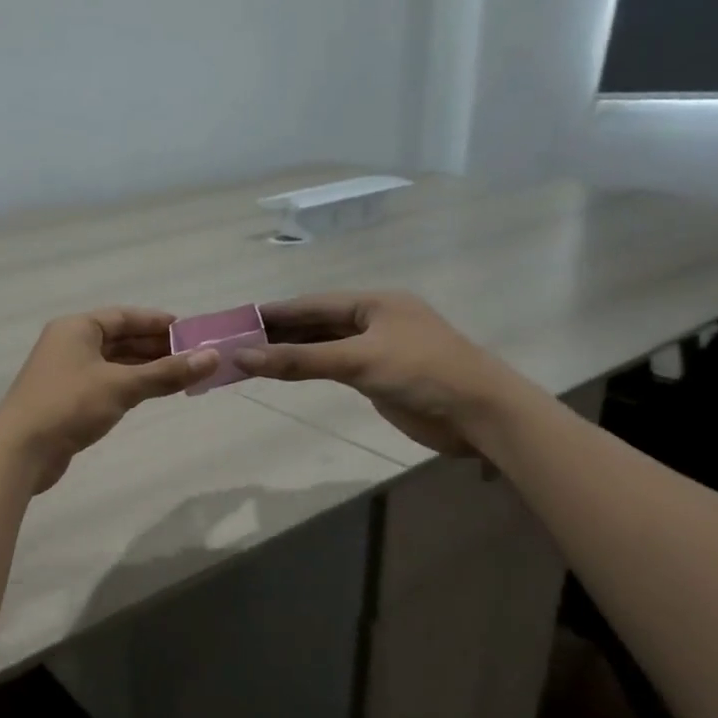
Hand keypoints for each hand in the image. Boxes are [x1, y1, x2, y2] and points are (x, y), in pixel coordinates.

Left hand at [0, 308, 219, 492]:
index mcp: (76, 328)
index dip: (157, 322)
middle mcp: (69, 344)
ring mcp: (66, 373)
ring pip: (113, 363)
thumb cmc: (69, 405)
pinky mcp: (66, 400)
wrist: (20, 450)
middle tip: (193, 356)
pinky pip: (105, 383)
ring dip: (144, 368)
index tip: (190, 331)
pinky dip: (129, 385)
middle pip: (119, 339)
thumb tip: (213, 358)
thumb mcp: (122, 386)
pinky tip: (150, 393)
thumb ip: (167, 373)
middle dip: (155, 347)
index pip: (124, 316)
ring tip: (181, 375)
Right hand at [236, 292, 511, 455]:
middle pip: (318, 323)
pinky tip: (288, 372)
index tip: (239, 318)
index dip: (277, 312)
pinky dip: (310, 368)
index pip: (313, 304)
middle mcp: (375, 321)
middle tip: (238, 340)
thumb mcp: (357, 361)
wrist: (479, 414)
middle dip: (280, 332)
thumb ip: (300, 361)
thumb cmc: (422, 373)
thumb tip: (242, 358)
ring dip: (293, 352)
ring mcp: (379, 349)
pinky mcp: (381, 377)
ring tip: (253, 357)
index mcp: (374, 303)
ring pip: (325, 346)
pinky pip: (336, 366)